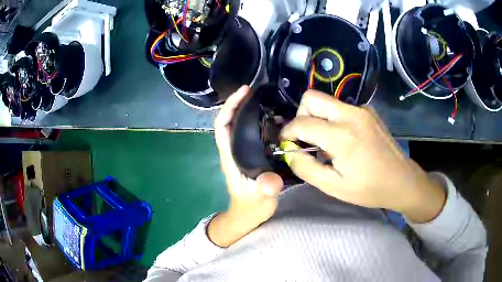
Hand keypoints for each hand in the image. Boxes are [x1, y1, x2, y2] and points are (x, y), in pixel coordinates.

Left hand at [208, 86, 283, 246]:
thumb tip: (271, 182)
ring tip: (265, 99)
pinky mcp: (249, 155)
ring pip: (239, 125)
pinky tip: (272, 117)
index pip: (223, 126)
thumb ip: (265, 190)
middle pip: (229, 120)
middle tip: (257, 90)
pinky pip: (250, 133)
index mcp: (230, 157)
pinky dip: (256, 121)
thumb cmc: (250, 207)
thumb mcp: (260, 200)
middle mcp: (232, 151)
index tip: (243, 92)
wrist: (247, 215)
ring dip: (247, 109)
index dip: (229, 107)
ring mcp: (240, 152)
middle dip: (238, 102)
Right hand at [280, 90, 445, 222]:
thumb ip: (306, 168)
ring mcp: (361, 110)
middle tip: (305, 138)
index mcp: (342, 137)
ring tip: (325, 143)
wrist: (401, 180)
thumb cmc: (369, 189)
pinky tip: (343, 139)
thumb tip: (289, 151)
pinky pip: (340, 108)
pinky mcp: (367, 111)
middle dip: (301, 115)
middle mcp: (351, 115)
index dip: (288, 132)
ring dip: (317, 118)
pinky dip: (333, 120)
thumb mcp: (334, 187)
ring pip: (326, 101)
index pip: (302, 122)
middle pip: (312, 98)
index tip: (286, 143)